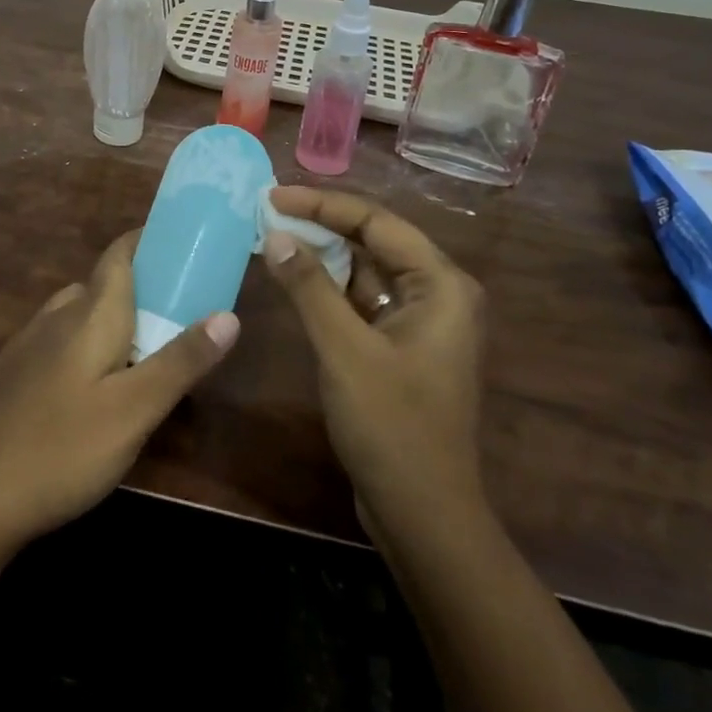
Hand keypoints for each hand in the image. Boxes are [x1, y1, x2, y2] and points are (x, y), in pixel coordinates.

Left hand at [0, 231, 239, 551]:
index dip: (146, 241)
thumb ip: (181, 361)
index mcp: (89, 314)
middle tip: (176, 310)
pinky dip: (84, 343)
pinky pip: (57, 339)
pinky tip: (91, 385)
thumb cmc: (64, 448)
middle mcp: (56, 315)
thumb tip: (229, 316)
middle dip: (138, 287)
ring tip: (141, 349)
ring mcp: (27, 343)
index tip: (179, 245)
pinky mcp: (11, 372)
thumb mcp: (136, 410)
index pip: (119, 254)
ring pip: (77, 313)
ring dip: (110, 317)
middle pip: (101, 284)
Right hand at [262, 186, 485, 529]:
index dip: (323, 204)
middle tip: (269, 210)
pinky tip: (294, 277)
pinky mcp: (400, 345)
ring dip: (323, 254)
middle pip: (374, 240)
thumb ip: (310, 287)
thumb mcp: (344, 350)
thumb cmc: (392, 426)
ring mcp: (420, 321)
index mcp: (442, 285)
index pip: (377, 222)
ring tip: (274, 234)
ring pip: (366, 270)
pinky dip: (328, 287)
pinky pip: (362, 299)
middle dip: (322, 224)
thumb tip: (276, 234)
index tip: (274, 195)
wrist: (422, 515)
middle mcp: (438, 293)